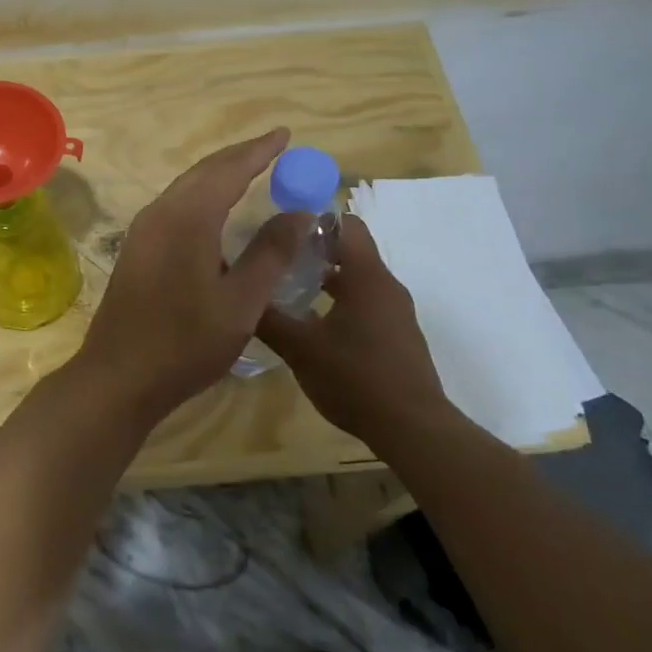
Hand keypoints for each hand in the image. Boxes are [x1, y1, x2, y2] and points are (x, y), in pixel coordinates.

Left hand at [77, 128, 311, 417]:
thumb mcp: (241, 303)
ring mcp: (143, 229)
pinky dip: (201, 194)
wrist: (118, 375)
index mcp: (188, 218)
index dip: (259, 151)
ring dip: (218, 174)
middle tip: (272, 147)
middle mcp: (161, 212)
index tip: (284, 134)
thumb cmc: (186, 343)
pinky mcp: (136, 247)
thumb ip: (271, 254)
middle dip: (239, 156)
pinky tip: (213, 209)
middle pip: (204, 171)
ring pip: (186, 186)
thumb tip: (300, 214)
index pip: (229, 170)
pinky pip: (174, 204)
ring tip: (249, 170)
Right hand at [254, 213, 454, 444]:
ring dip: (325, 280)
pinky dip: (340, 304)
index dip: (313, 221)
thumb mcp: (300, 349)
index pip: (345, 224)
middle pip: (350, 251)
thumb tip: (238, 295)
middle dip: (313, 252)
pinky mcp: (397, 337)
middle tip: (276, 261)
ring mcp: (395, 313)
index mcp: (367, 277)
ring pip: (357, 280)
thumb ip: (268, 319)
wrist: (413, 429)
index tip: (281, 232)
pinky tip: (313, 327)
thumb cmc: (356, 379)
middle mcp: (386, 287)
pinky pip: (366, 305)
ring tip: (288, 292)